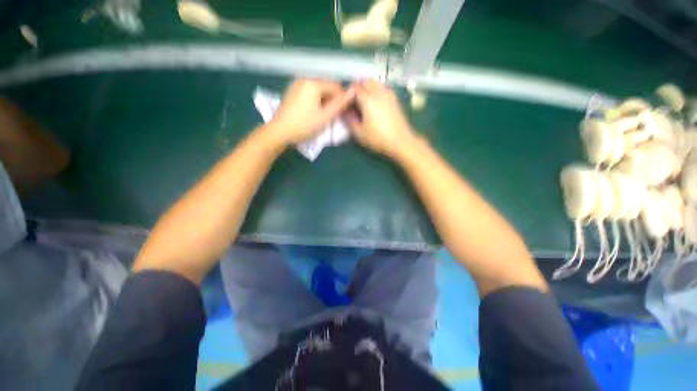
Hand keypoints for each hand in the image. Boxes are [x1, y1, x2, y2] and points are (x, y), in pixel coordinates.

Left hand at [267, 79, 354, 144]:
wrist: (280, 131)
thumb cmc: (304, 125)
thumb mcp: (325, 116)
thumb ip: (340, 104)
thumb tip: (353, 92)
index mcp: (313, 83)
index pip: (336, 86)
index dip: (342, 99)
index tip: (343, 112)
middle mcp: (305, 78)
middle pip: (326, 86)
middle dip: (332, 99)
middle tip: (333, 115)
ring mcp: (297, 83)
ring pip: (318, 90)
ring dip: (324, 100)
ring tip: (323, 115)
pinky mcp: (292, 90)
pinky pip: (309, 92)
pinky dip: (315, 100)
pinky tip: (313, 111)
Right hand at [345, 80, 416, 158]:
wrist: (401, 142)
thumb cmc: (378, 139)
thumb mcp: (359, 134)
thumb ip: (349, 121)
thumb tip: (345, 112)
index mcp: (368, 100)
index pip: (355, 88)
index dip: (348, 93)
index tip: (345, 101)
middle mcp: (378, 93)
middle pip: (366, 81)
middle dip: (358, 86)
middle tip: (353, 99)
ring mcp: (388, 95)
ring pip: (376, 83)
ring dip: (368, 86)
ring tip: (364, 99)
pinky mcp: (395, 100)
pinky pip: (384, 88)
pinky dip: (377, 89)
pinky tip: (376, 101)